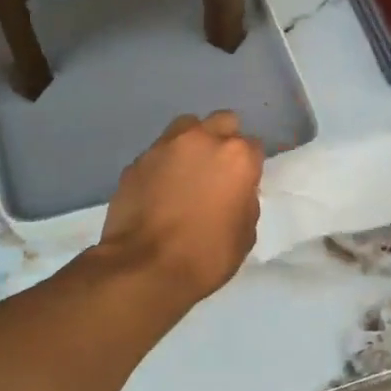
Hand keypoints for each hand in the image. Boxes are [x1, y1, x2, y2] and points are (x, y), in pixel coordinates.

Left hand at [99, 111, 263, 306]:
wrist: (144, 268)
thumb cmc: (206, 256)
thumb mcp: (245, 234)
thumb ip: (245, 201)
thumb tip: (236, 191)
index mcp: (236, 157)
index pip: (254, 146)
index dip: (250, 165)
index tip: (243, 183)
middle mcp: (201, 140)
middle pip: (222, 122)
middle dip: (224, 140)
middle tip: (218, 170)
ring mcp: (164, 147)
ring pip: (186, 128)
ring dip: (192, 143)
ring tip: (187, 171)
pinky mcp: (136, 162)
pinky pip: (158, 153)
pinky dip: (163, 164)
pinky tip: (160, 189)